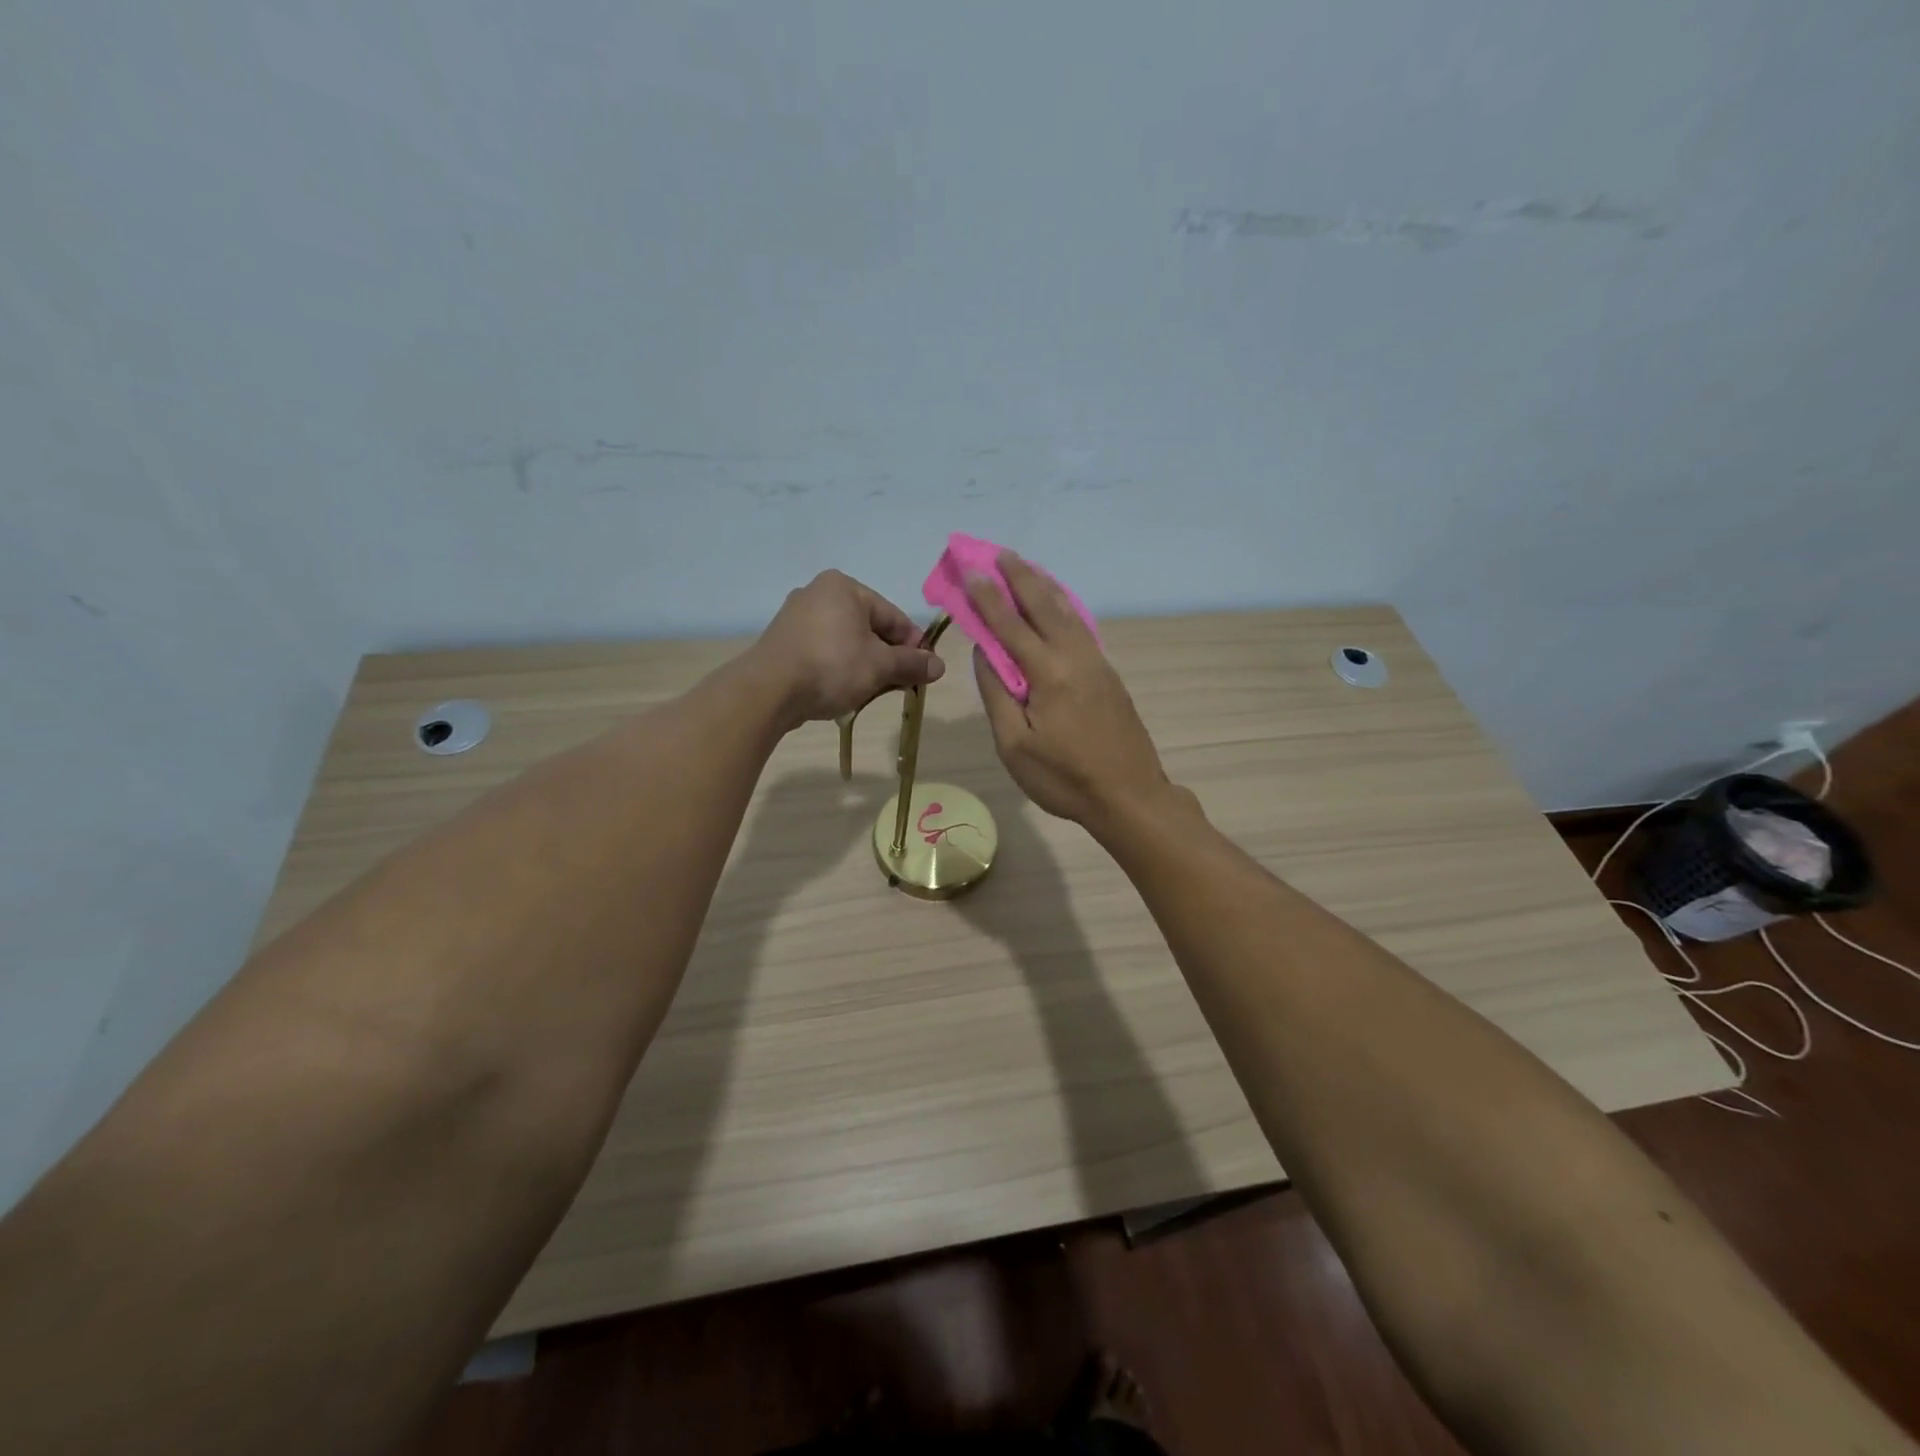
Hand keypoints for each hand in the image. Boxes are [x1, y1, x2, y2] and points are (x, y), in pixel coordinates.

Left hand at [752, 570, 943, 726]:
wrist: (768, 691)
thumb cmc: (832, 667)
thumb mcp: (880, 666)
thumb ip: (911, 664)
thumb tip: (940, 666)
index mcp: (844, 587)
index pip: (893, 615)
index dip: (913, 644)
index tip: (925, 670)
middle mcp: (818, 593)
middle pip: (869, 627)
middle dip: (887, 656)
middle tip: (901, 684)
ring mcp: (796, 617)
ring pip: (846, 641)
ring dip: (865, 665)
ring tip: (874, 691)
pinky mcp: (783, 642)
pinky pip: (823, 651)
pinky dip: (839, 667)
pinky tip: (845, 690)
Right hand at [967, 553, 1170, 827]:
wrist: (1130, 796)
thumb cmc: (1064, 778)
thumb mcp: (1014, 746)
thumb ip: (997, 694)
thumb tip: (985, 653)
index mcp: (1048, 674)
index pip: (1010, 625)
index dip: (987, 596)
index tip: (970, 569)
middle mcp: (1075, 657)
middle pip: (1044, 606)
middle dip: (1019, 577)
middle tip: (998, 553)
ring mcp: (1097, 664)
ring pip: (1068, 613)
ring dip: (1044, 587)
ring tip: (1026, 567)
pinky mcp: (1109, 675)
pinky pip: (1081, 628)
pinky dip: (1064, 607)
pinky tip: (1059, 604)